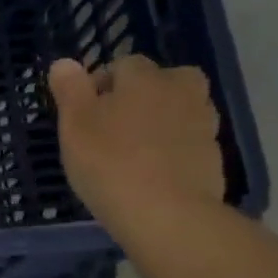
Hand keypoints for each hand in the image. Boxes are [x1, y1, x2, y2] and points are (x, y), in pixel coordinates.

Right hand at [47, 55, 223, 245]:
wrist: (167, 215)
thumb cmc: (110, 164)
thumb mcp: (74, 125)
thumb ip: (70, 90)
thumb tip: (64, 62)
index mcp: (145, 78)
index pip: (123, 65)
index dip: (101, 85)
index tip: (85, 113)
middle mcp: (180, 91)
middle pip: (161, 82)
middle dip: (141, 96)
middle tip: (115, 127)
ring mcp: (203, 124)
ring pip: (179, 111)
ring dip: (160, 122)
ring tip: (134, 152)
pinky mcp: (213, 157)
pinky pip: (188, 143)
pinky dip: (173, 150)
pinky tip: (153, 174)